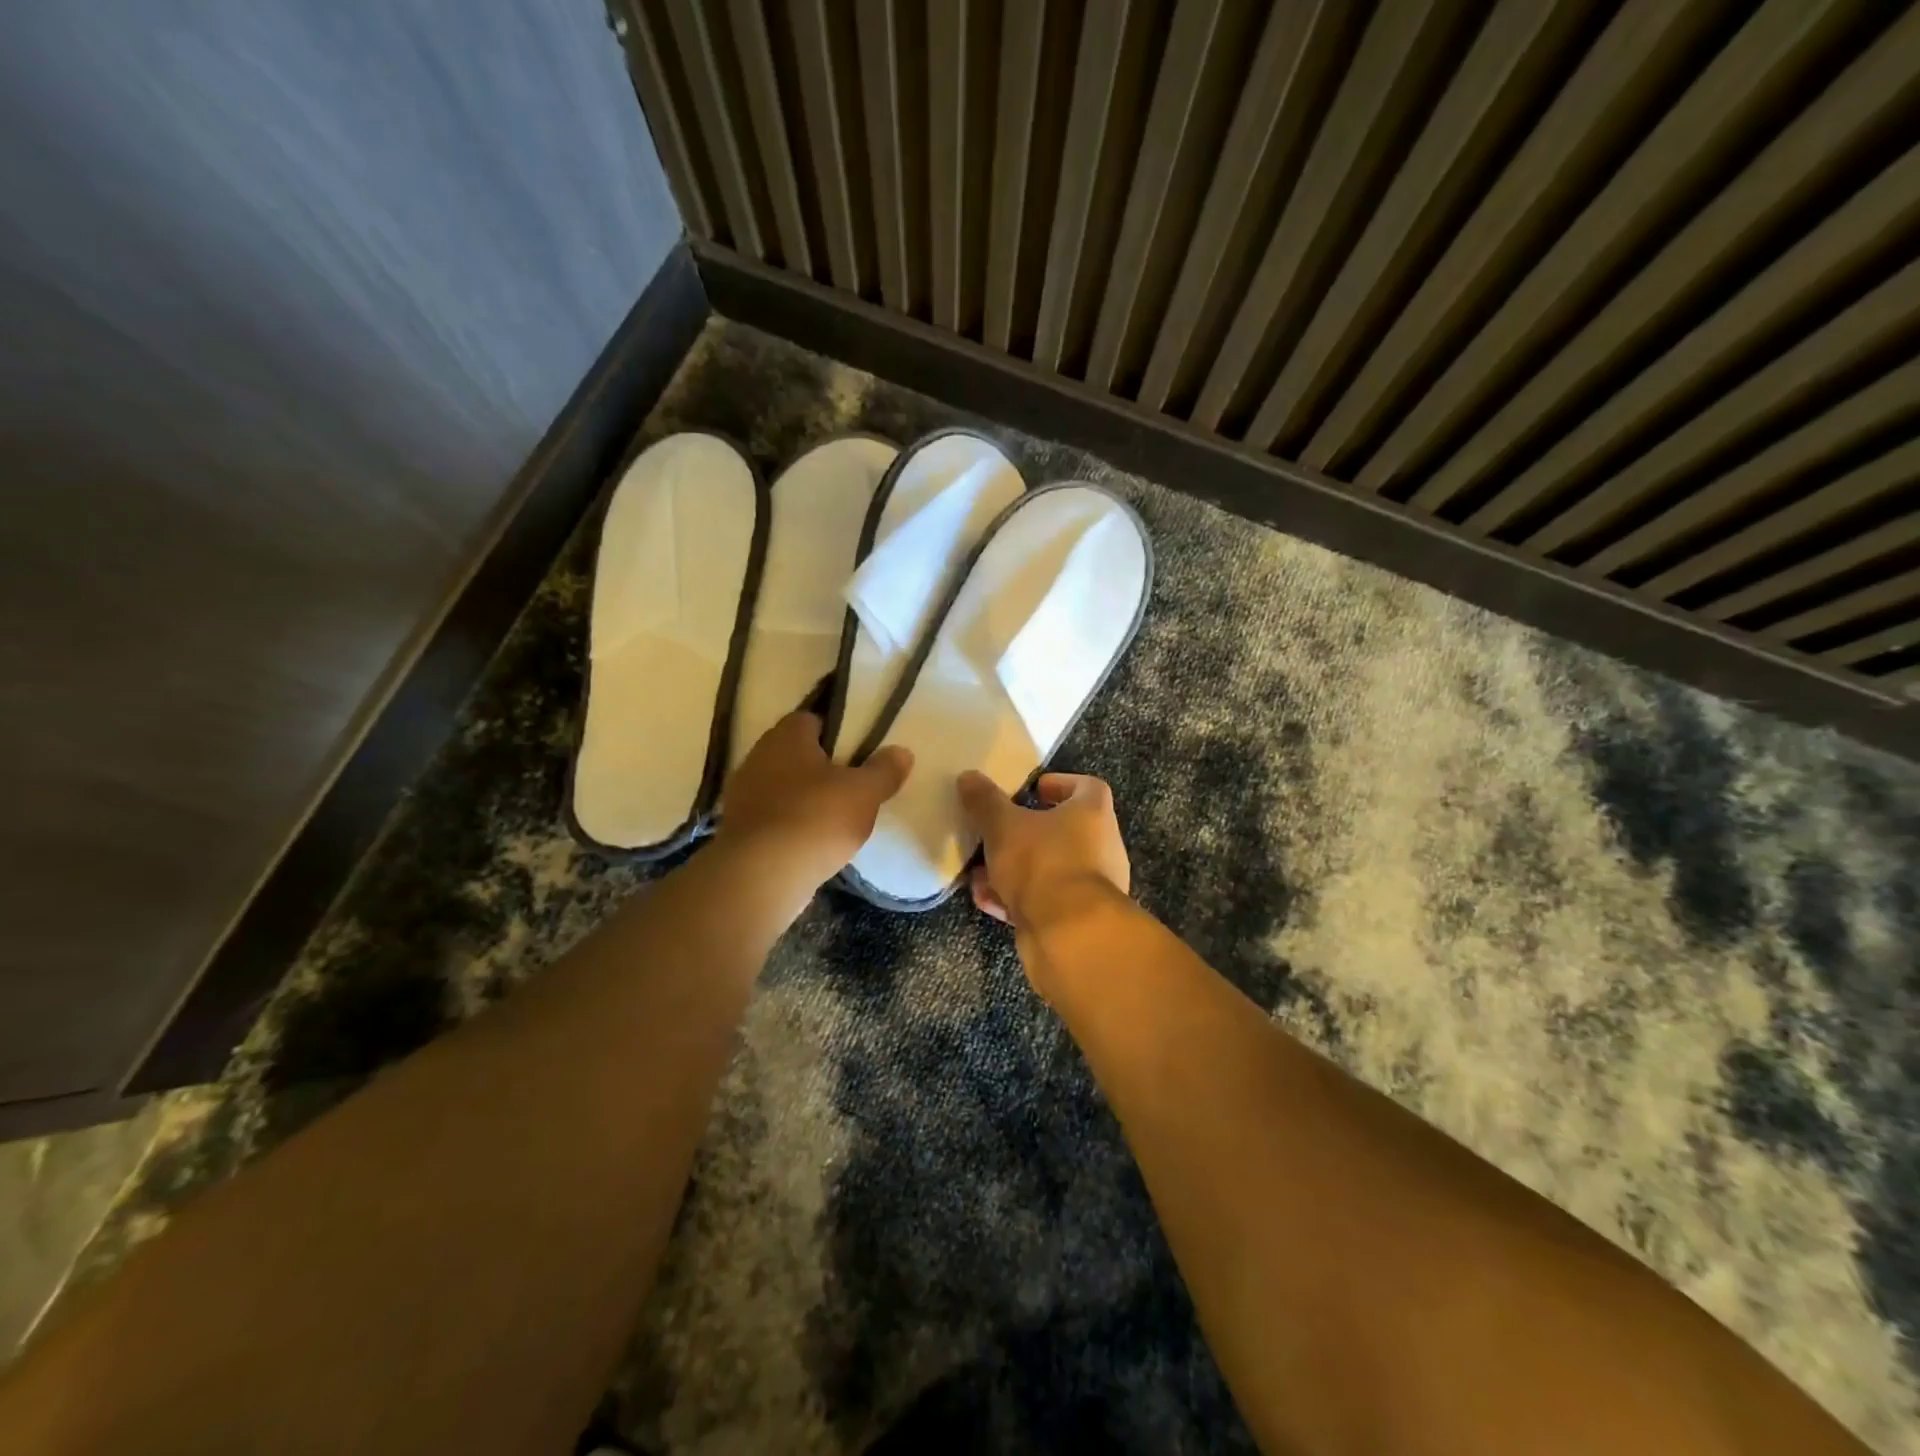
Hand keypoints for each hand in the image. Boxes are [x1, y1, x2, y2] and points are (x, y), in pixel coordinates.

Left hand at [718, 710, 912, 891]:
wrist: (761, 876)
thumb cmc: (816, 818)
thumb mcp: (864, 793)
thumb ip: (884, 770)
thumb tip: (902, 751)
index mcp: (786, 736)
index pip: (811, 719)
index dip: (837, 733)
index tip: (859, 752)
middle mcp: (758, 756)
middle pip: (796, 754)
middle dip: (821, 767)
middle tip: (852, 786)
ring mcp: (742, 794)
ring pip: (783, 786)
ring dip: (804, 798)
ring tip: (835, 818)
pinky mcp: (738, 829)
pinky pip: (772, 817)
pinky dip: (790, 825)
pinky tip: (811, 843)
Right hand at [955, 771, 1129, 930]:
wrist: (1070, 935)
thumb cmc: (1042, 864)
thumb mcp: (1003, 826)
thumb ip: (985, 801)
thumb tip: (969, 777)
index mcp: (1093, 814)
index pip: (1087, 787)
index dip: (1060, 784)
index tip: (1033, 789)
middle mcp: (1101, 847)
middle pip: (1064, 831)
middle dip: (1026, 832)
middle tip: (997, 832)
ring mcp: (1092, 887)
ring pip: (1049, 868)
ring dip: (1015, 869)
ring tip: (981, 872)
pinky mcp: (1077, 919)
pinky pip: (1045, 900)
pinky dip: (1017, 898)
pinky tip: (987, 901)